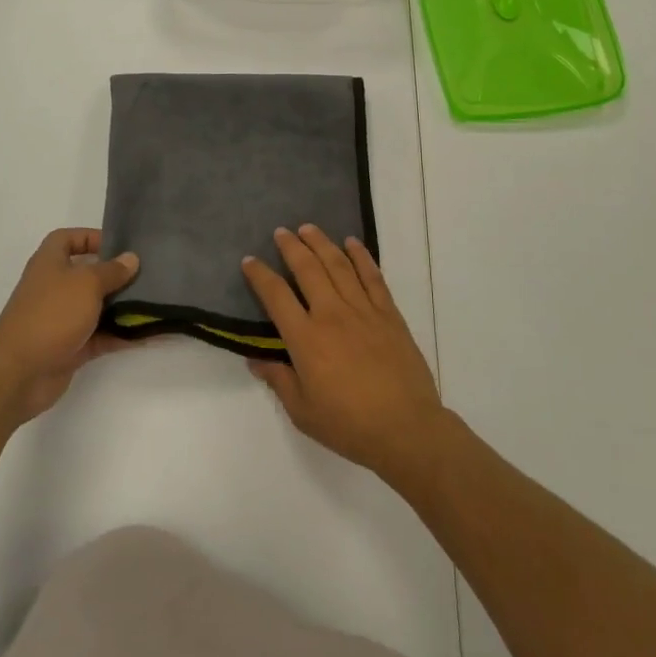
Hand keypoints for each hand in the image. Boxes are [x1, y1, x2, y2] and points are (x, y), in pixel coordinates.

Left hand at [0, 229, 140, 426]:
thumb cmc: (52, 314)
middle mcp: (55, 287)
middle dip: (114, 275)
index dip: (91, 237)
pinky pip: (100, 336)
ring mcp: (62, 319)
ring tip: (153, 303)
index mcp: (50, 263)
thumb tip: (131, 259)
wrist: (19, 372)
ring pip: (96, 307)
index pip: (68, 239)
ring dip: (121, 306)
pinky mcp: (70, 347)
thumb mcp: (87, 283)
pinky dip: (120, 335)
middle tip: (146, 275)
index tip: (120, 245)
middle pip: (87, 274)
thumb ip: (112, 271)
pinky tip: (145, 334)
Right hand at [242, 225, 449, 488]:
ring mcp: (363, 310)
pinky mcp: (388, 313)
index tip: (249, 261)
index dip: (260, 275)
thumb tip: (255, 359)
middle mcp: (331, 314)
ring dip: (321, 243)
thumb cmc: (349, 425)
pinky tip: (352, 243)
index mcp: (306, 339)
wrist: (405, 429)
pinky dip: (361, 256)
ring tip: (309, 228)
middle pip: (307, 269)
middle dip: (291, 247)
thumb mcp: (303, 412)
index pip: (276, 296)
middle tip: (281, 232)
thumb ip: (278, 380)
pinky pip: (372, 276)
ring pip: (338, 265)